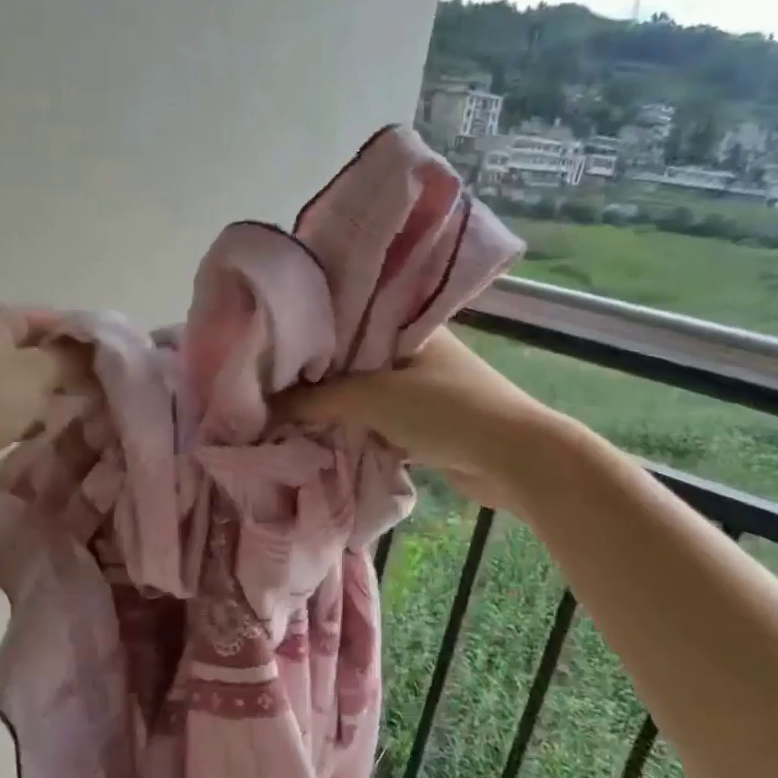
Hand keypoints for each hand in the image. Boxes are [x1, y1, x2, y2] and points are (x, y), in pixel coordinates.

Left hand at [0, 303, 89, 485]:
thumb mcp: (34, 374)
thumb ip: (70, 359)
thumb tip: (96, 352)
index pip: (51, 318)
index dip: (83, 341)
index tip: (110, 368)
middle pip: (34, 349)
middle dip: (65, 372)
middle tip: (96, 396)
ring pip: (18, 379)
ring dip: (44, 397)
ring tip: (72, 417)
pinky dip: (20, 415)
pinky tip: (37, 433)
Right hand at [282, 328, 563, 512]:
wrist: (513, 459)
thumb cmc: (443, 410)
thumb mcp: (370, 398)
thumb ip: (314, 400)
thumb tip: (265, 407)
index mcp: (406, 325)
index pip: (347, 318)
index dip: (309, 331)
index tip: (270, 344)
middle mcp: (413, 349)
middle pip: (350, 358)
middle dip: (316, 373)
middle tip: (269, 381)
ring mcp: (420, 386)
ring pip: (362, 391)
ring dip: (333, 404)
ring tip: (283, 407)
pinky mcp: (423, 421)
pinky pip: (376, 418)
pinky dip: (352, 426)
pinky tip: (318, 431)